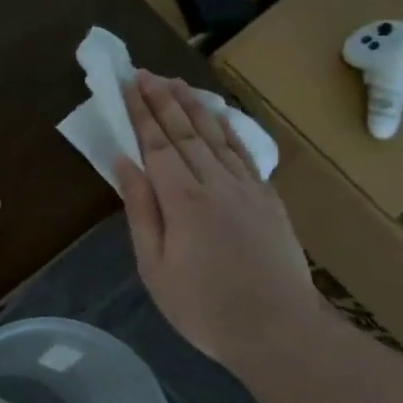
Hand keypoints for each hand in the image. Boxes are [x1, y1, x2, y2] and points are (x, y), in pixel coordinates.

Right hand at [115, 71, 325, 366]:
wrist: (278, 330)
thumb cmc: (204, 307)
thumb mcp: (155, 267)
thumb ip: (141, 211)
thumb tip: (124, 164)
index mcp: (183, 201)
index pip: (157, 144)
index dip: (141, 112)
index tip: (128, 84)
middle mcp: (216, 183)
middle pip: (185, 132)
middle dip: (163, 100)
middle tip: (145, 72)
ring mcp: (248, 188)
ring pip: (217, 136)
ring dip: (194, 106)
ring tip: (176, 82)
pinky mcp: (269, 199)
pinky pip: (245, 152)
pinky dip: (229, 129)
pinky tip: (219, 116)